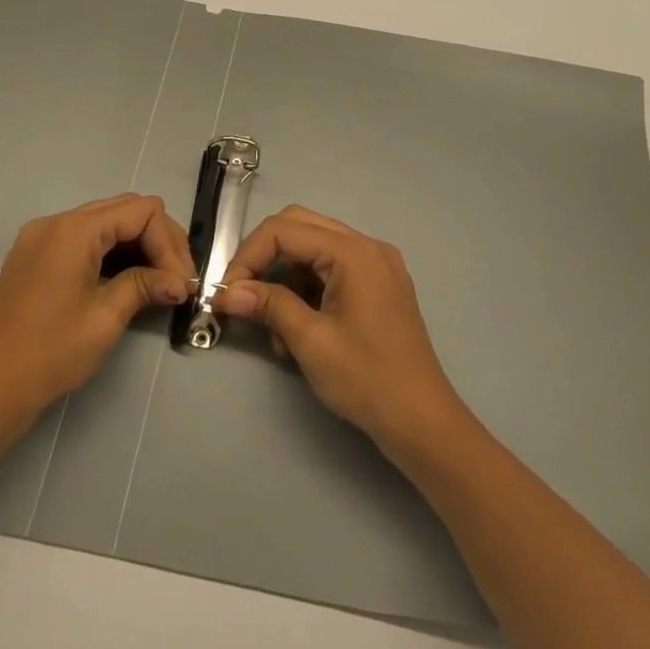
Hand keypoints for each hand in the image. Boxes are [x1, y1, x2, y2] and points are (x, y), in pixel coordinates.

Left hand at [0, 194, 194, 434]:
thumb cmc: (51, 351)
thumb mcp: (106, 316)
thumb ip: (145, 285)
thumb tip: (180, 282)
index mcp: (73, 229)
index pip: (141, 211)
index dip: (169, 242)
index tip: (183, 282)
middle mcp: (56, 222)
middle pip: (124, 211)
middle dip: (157, 241)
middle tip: (178, 280)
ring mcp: (41, 239)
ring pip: (105, 224)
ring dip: (137, 247)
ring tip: (159, 283)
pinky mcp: (35, 258)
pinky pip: (84, 241)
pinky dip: (111, 254)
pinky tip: (128, 281)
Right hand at [213, 205, 471, 461]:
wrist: (422, 421)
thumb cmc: (366, 379)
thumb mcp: (310, 341)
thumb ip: (268, 305)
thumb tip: (227, 293)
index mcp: (354, 252)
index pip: (285, 230)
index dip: (248, 256)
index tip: (228, 293)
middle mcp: (367, 247)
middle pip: (299, 227)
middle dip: (264, 258)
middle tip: (241, 294)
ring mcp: (376, 265)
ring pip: (313, 249)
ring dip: (285, 278)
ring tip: (274, 329)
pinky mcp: (378, 285)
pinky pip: (331, 269)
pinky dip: (307, 290)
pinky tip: (297, 331)